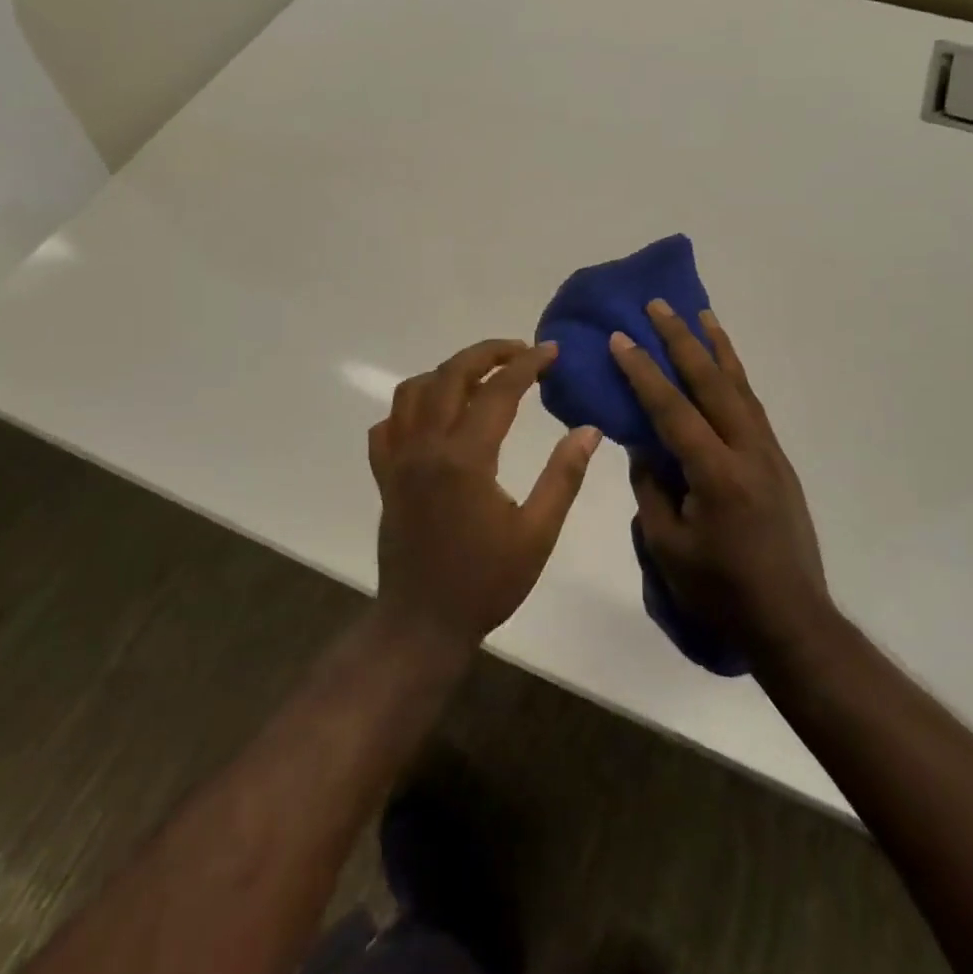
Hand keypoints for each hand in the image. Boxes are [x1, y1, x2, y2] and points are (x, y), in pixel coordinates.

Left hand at [369, 339, 601, 657]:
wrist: (423, 622)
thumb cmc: (486, 582)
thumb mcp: (537, 534)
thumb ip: (563, 477)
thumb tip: (588, 430)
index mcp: (465, 458)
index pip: (498, 391)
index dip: (527, 364)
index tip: (551, 351)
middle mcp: (425, 447)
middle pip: (449, 375)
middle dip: (486, 353)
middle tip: (519, 352)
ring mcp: (398, 460)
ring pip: (412, 391)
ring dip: (446, 373)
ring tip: (480, 380)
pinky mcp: (384, 476)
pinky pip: (388, 426)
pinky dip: (410, 409)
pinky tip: (434, 419)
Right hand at [609, 303, 831, 658]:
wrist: (790, 619)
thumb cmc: (719, 590)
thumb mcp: (667, 546)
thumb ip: (652, 489)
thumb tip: (644, 447)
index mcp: (716, 474)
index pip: (672, 410)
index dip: (643, 372)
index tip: (620, 338)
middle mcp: (748, 452)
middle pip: (712, 383)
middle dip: (682, 341)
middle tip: (659, 305)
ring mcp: (769, 454)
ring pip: (740, 387)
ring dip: (718, 348)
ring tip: (701, 315)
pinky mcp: (778, 463)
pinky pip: (752, 407)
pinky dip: (735, 377)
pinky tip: (723, 367)